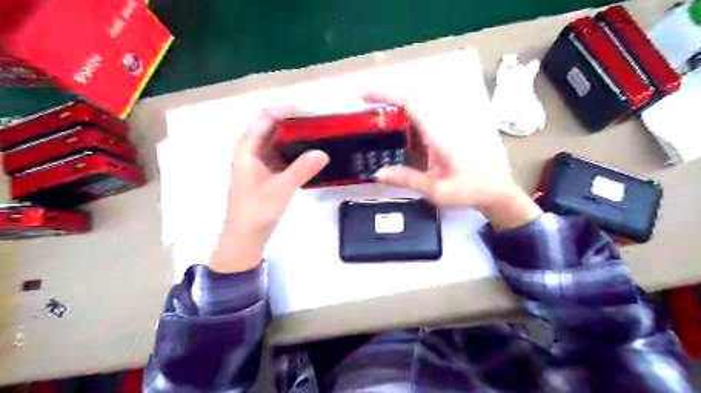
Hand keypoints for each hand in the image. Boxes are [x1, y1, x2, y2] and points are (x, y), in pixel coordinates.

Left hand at [208, 108, 329, 272]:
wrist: (245, 236)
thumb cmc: (257, 210)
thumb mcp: (281, 188)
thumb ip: (302, 169)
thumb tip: (323, 153)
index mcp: (248, 147)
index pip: (267, 117)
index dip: (288, 111)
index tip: (312, 113)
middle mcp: (251, 150)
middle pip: (274, 127)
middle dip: (296, 124)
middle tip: (321, 125)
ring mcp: (258, 161)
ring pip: (278, 141)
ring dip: (296, 138)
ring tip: (320, 137)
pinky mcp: (265, 172)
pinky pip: (281, 155)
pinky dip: (294, 152)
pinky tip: (310, 155)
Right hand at [368, 93, 540, 230]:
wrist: (495, 190)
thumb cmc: (468, 189)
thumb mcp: (435, 189)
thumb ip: (407, 179)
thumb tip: (378, 172)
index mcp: (438, 134)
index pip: (411, 103)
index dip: (388, 95)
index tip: (367, 96)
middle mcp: (442, 125)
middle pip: (412, 103)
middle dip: (388, 104)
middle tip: (368, 116)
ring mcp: (446, 129)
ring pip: (418, 112)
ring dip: (397, 115)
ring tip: (379, 129)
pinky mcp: (448, 134)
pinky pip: (423, 123)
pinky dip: (407, 125)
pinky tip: (400, 141)